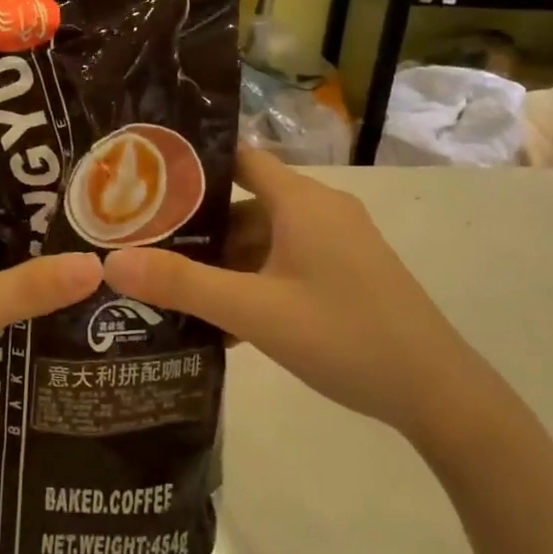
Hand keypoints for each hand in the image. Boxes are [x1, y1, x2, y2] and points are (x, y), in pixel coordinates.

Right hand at [102, 150, 483, 442]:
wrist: (439, 395)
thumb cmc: (344, 336)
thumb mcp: (255, 311)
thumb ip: (183, 285)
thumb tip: (112, 263)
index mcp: (301, 200)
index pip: (237, 157)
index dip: (192, 165)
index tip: (145, 182)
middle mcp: (321, 210)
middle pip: (245, 203)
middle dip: (199, 228)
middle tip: (148, 245)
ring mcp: (338, 243)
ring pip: (266, 239)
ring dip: (226, 263)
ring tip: (176, 289)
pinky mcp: (348, 273)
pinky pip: (288, 263)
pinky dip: (256, 282)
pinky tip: (226, 323)